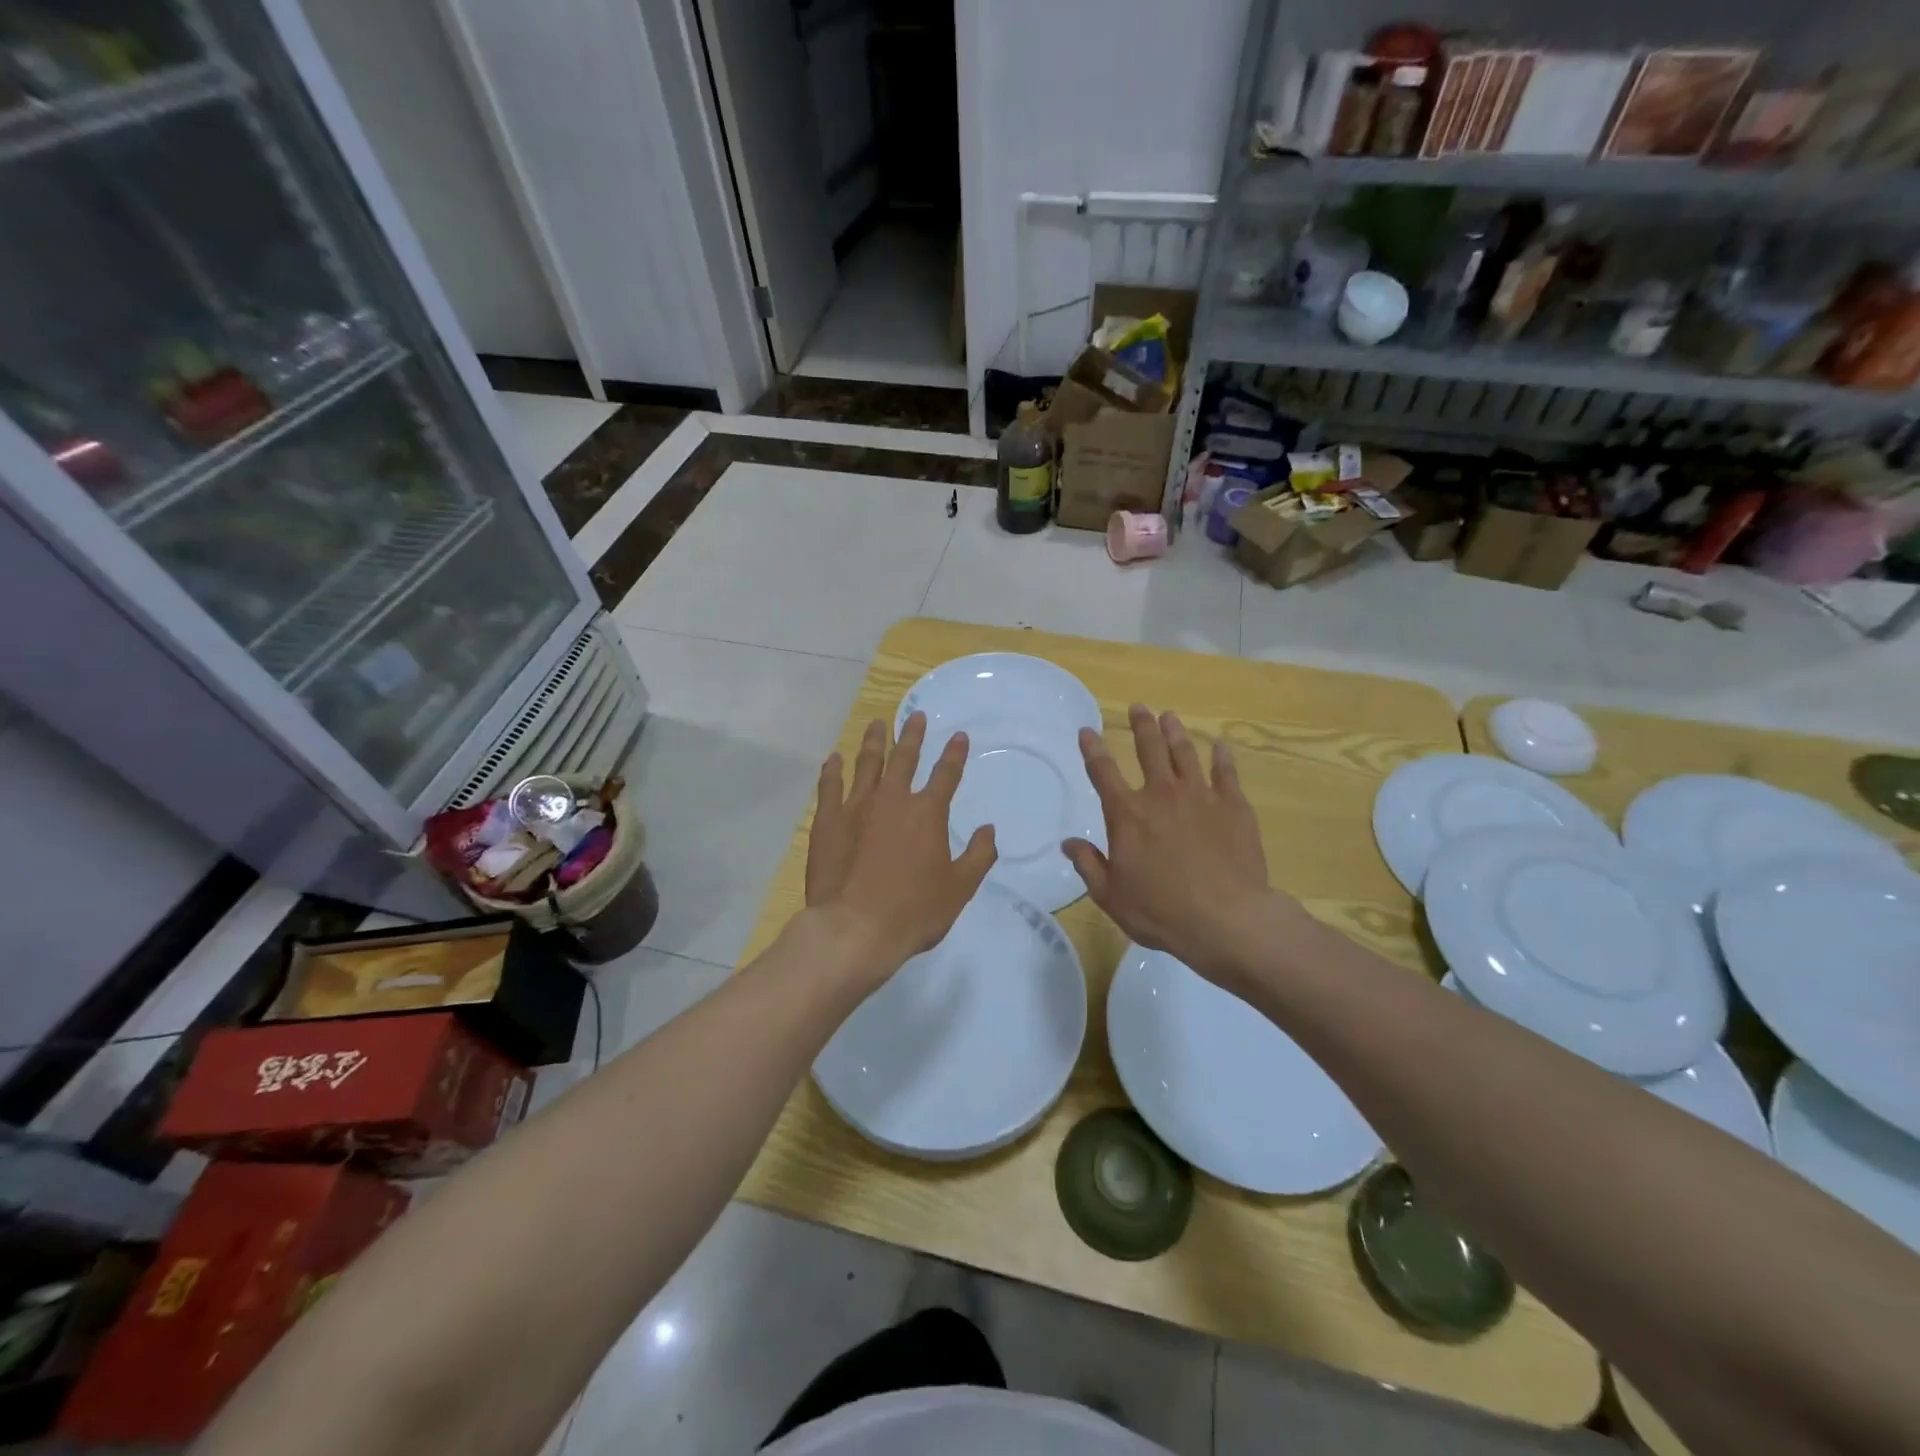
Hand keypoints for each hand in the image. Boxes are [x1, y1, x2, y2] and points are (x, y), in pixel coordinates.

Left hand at [804, 713, 997, 981]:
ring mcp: (856, 807)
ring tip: (877, 724)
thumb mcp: (959, 889)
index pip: (946, 774)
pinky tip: (834, 759)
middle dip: (913, 735)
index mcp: (927, 813)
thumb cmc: (914, 911)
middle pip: (904, 758)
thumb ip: (978, 856)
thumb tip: (988, 830)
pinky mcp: (827, 821)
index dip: (954, 754)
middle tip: (916, 716)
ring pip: (867, 764)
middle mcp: (893, 800)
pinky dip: (833, 770)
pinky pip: (830, 786)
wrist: (855, 928)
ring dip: (874, 741)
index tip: (958, 735)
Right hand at [1063, 706, 1273, 984]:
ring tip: (1170, 716)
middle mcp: (1161, 794)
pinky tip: (1220, 745)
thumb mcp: (1110, 895)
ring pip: (1185, 753)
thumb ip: (1088, 864)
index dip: (1092, 748)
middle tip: (1139, 707)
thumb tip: (1068, 843)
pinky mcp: (1234, 806)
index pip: (1103, 772)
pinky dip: (1221, 756)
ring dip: (1176, 732)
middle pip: (1149, 749)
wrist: (1226, 919)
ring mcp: (1200, 796)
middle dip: (1142, 725)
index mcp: (1127, 814)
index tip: (1087, 730)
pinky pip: (1226, 772)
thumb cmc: (1160, 911)